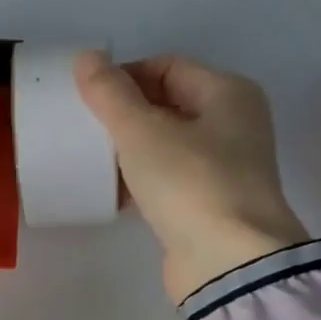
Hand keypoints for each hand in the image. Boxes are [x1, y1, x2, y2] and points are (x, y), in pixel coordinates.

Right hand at [74, 52, 309, 302]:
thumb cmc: (190, 183)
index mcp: (228, 93)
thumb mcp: (142, 131)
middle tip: (86, 129)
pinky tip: (114, 192)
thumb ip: (110, 93)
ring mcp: (224, 167)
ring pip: (166, 144)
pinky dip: (142, 180)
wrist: (228, 261)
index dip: (125, 76)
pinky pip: (168, 179)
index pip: (166, 66)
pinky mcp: (210, 204)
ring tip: (94, 160)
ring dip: (130, 149)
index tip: (87, 99)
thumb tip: (86, 57)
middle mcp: (233, 124)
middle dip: (125, 114)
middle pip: (168, 104)